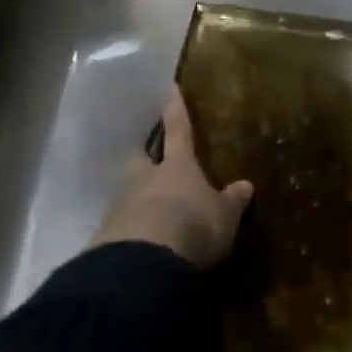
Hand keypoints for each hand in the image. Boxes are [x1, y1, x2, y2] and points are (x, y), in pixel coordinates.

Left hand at [92, 87, 253, 267]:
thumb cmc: (193, 226)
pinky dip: (128, 232)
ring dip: (137, 200)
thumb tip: (246, 185)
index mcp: (177, 165)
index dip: (175, 109)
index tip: (170, 88)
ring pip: (128, 193)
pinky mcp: (106, 236)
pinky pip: (120, 227)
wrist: (144, 263)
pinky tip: (136, 247)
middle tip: (148, 160)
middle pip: (141, 159)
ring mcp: (121, 205)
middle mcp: (145, 177)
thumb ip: (231, 201)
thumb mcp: (223, 216)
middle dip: (145, 158)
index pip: (178, 129)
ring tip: (149, 214)